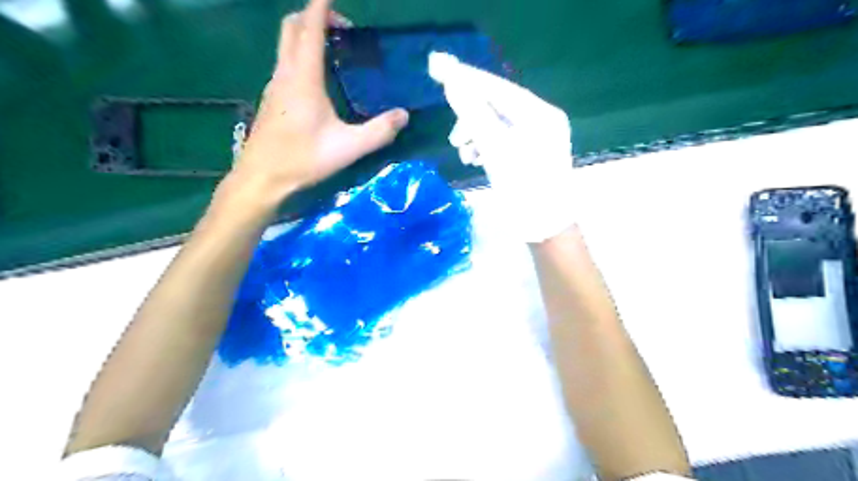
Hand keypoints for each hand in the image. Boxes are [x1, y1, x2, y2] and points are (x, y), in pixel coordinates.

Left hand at [227, 0, 408, 204]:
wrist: (262, 178)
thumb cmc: (303, 160)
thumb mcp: (348, 148)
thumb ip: (379, 131)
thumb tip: (404, 115)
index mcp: (303, 78)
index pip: (310, 27)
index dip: (321, 5)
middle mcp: (285, 74)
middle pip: (291, 27)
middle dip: (314, 16)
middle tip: (342, 28)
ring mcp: (274, 86)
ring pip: (286, 44)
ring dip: (306, 35)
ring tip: (335, 50)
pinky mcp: (272, 99)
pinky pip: (285, 63)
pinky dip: (301, 54)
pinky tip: (319, 80)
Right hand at [428, 51, 575, 244]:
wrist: (545, 228)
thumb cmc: (524, 189)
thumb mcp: (496, 150)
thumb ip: (474, 115)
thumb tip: (453, 82)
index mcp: (540, 114)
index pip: (498, 87)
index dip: (468, 78)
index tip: (439, 68)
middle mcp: (542, 120)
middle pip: (497, 106)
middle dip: (471, 118)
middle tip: (454, 138)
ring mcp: (537, 138)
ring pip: (497, 125)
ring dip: (475, 135)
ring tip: (463, 153)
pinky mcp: (530, 153)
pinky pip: (501, 140)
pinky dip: (485, 146)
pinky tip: (474, 159)